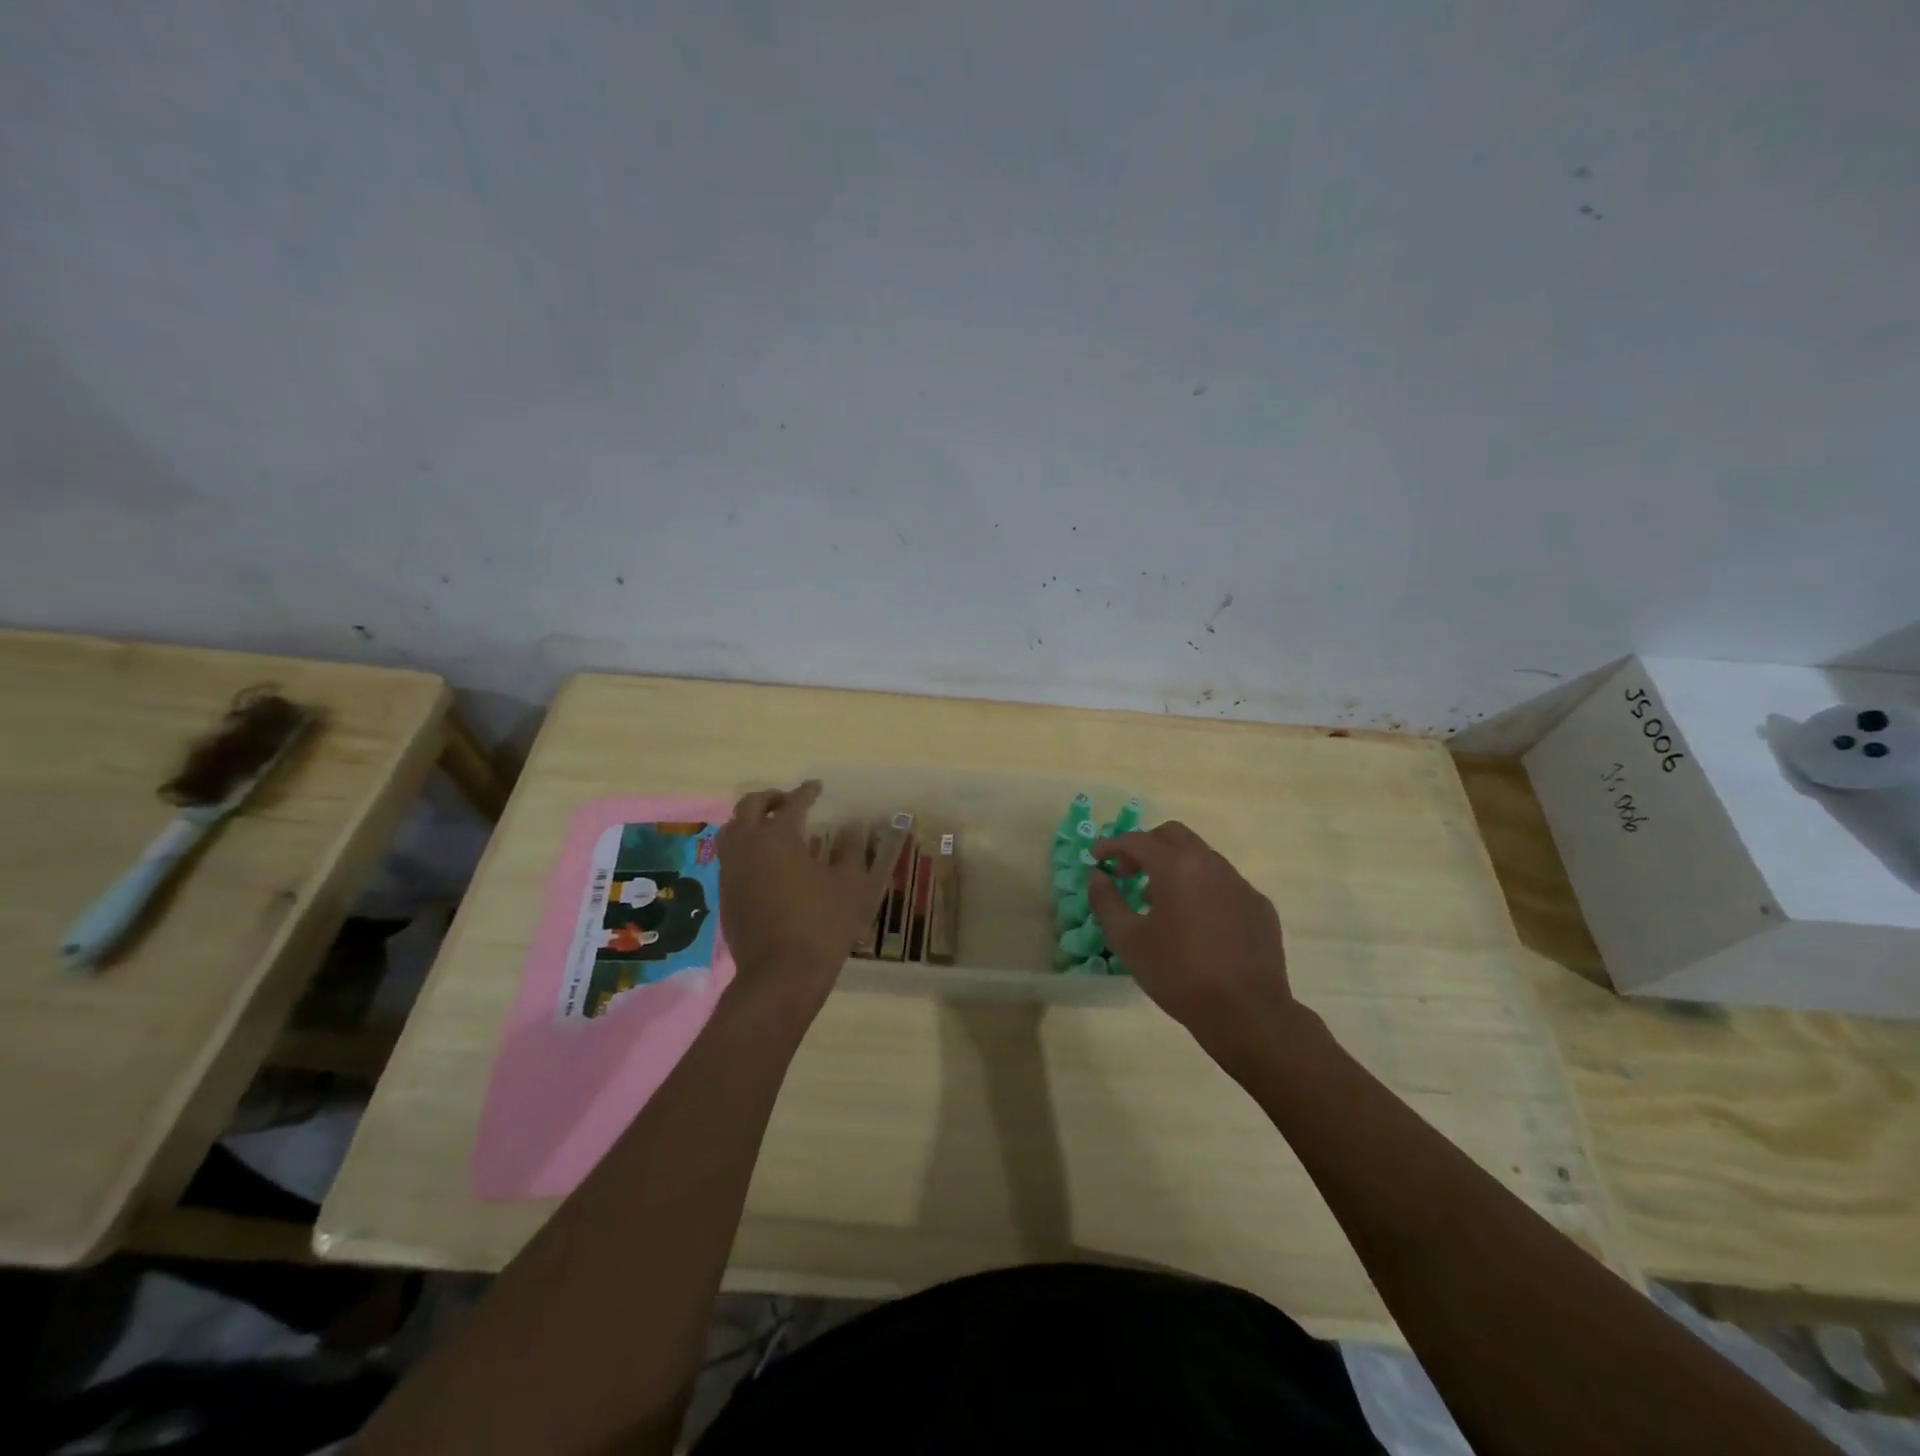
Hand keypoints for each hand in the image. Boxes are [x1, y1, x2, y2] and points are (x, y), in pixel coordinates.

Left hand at [715, 782, 903, 1004]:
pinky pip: (730, 856)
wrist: (781, 975)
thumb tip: (852, 826)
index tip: (816, 788)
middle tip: (788, 801)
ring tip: (771, 827)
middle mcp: (747, 845)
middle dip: (770, 798)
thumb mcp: (850, 885)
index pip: (792, 803)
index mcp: (778, 836)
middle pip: (749, 807)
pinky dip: (745, 845)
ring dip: (750, 820)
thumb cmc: (822, 924)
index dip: (806, 792)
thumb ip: (851, 851)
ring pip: (732, 829)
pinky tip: (764, 860)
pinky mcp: (725, 893)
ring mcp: (731, 870)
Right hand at [1088, 821, 1303, 1063]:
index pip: (1137, 840)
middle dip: (1146, 846)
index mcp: (1176, 867)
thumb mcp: (1127, 940)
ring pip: (1201, 857)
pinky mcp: (1260, 906)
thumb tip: (1097, 875)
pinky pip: (1225, 883)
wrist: (1246, 1013)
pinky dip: (1203, 889)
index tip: (1096, 858)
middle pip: (1173, 835)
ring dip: (1175, 866)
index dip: (1112, 845)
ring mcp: (1240, 884)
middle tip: (1129, 873)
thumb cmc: (1178, 974)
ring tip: (1160, 901)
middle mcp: (1211, 864)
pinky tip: (1197, 923)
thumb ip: (1106, 901)